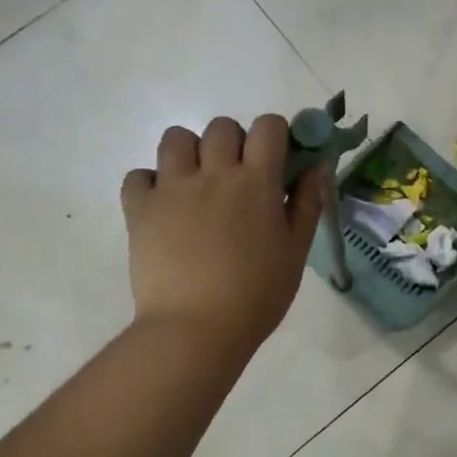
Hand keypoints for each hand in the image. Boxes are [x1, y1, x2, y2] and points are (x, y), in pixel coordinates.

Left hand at [121, 115, 327, 357]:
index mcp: (256, 182)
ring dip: (190, 153)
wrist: (196, 330)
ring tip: (196, 184)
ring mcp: (172, 188)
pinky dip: (150, 184)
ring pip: (176, 139)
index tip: (277, 158)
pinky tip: (164, 207)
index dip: (275, 134)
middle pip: (221, 127)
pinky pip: (138, 175)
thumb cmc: (257, 295)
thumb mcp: (295, 251)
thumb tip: (317, 164)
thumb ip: (307, 203)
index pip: (268, 126)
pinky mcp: (139, 209)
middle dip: (233, 142)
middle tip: (237, 177)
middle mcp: (213, 174)